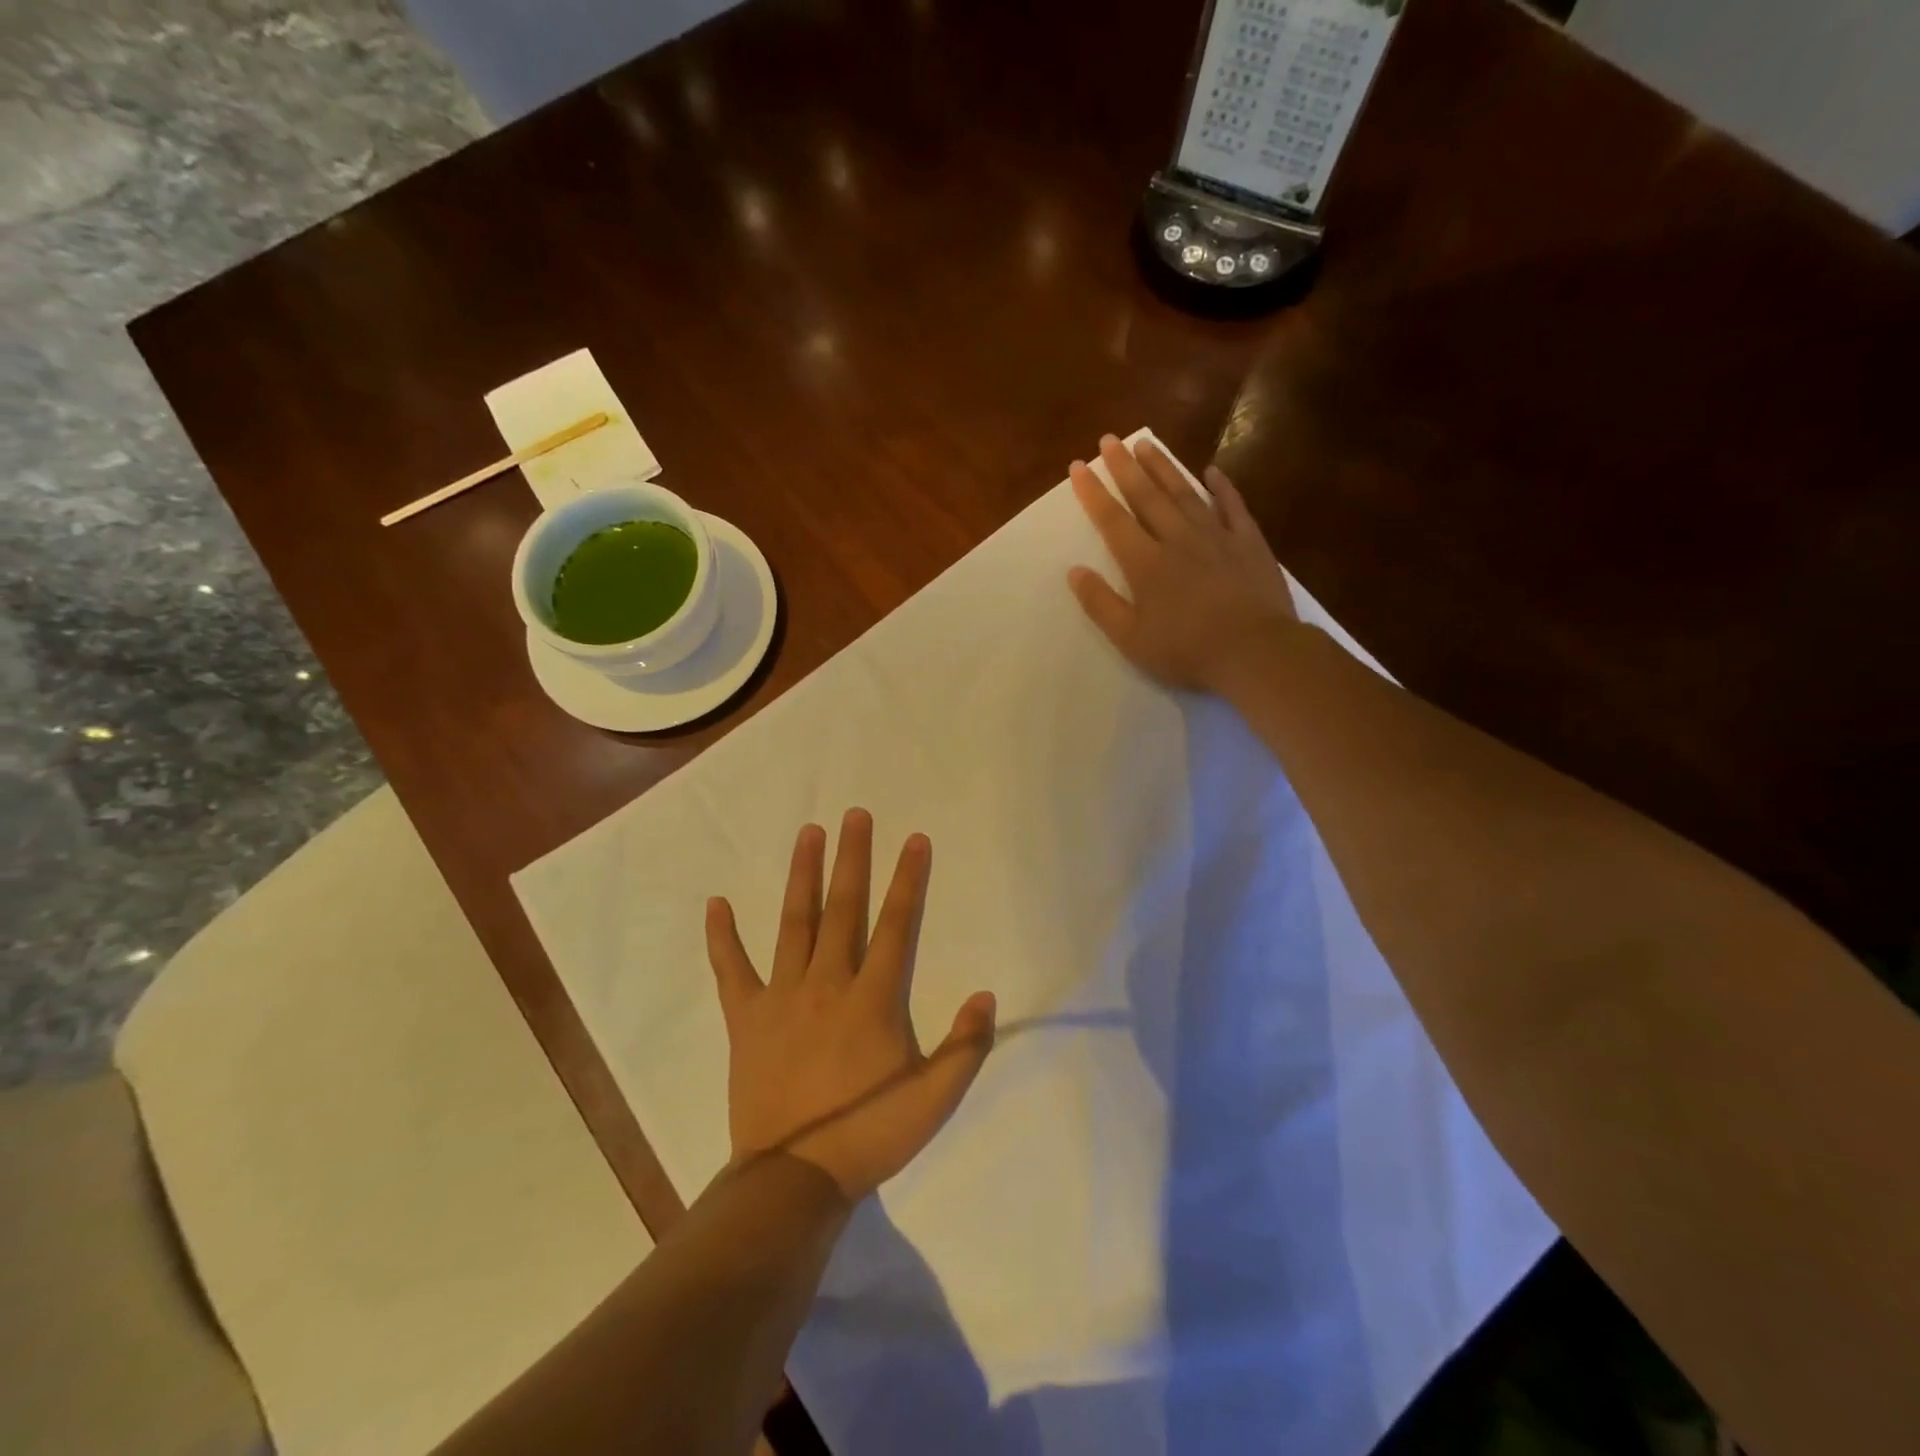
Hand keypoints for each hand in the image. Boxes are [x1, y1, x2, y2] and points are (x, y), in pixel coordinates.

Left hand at [706, 809, 997, 1201]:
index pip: (897, 925)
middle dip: (853, 859)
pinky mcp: (747, 1018)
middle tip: (855, 815)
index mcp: (873, 998)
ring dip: (802, 875)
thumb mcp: (934, 1098)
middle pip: (844, 908)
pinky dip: (722, 937)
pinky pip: (732, 970)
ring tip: (808, 833)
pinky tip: (716, 904)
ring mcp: (782, 997)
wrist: (794, 1178)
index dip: (908, 880)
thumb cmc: (869, 1135)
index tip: (914, 839)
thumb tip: (986, 995)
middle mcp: (828, 983)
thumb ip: (965, 1046)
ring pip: (794, 923)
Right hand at [1068, 434, 1297, 694]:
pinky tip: (1211, 471)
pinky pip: (1232, 506)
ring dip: (1164, 467)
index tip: (1078, 466)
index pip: (1112, 520)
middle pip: (1147, 496)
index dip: (1093, 493)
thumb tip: (1074, 571)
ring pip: (1184, 493)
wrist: (1255, 651)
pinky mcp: (1248, 542)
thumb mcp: (1131, 639)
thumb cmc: (1187, 651)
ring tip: (1146, 444)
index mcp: (1145, 564)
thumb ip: (1101, 604)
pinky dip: (1221, 487)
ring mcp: (1215, 536)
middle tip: (1110, 440)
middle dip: (1125, 467)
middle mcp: (1177, 539)